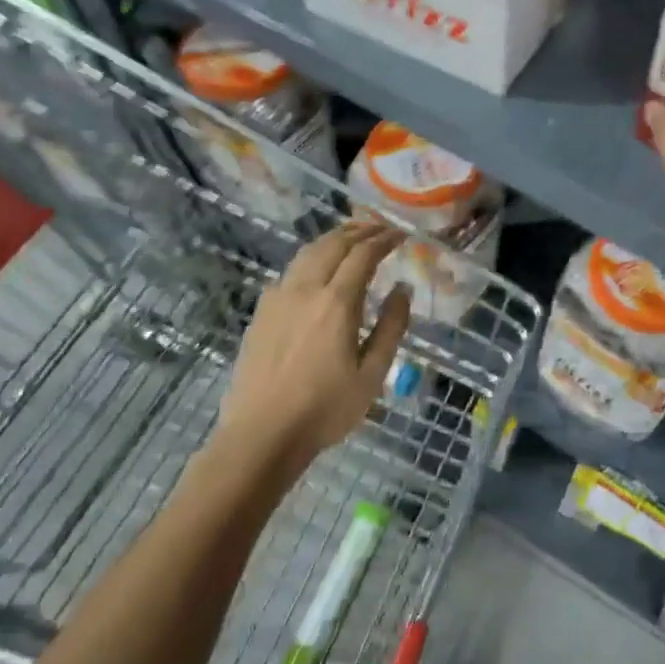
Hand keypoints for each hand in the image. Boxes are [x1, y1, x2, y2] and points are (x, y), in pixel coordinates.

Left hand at [215, 220, 412, 469]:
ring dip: (333, 238)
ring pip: (307, 252)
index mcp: (337, 303)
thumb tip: (403, 290)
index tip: (401, 234)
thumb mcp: (372, 373)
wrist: (261, 435)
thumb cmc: (325, 409)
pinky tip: (318, 270)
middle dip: (360, 230)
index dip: (384, 239)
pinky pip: (290, 271)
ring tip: (352, 237)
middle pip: (333, 244)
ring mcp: (278, 298)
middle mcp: (305, 289)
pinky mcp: (261, 312)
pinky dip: (311, 258)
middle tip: (381, 228)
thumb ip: (391, 327)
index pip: (363, 254)